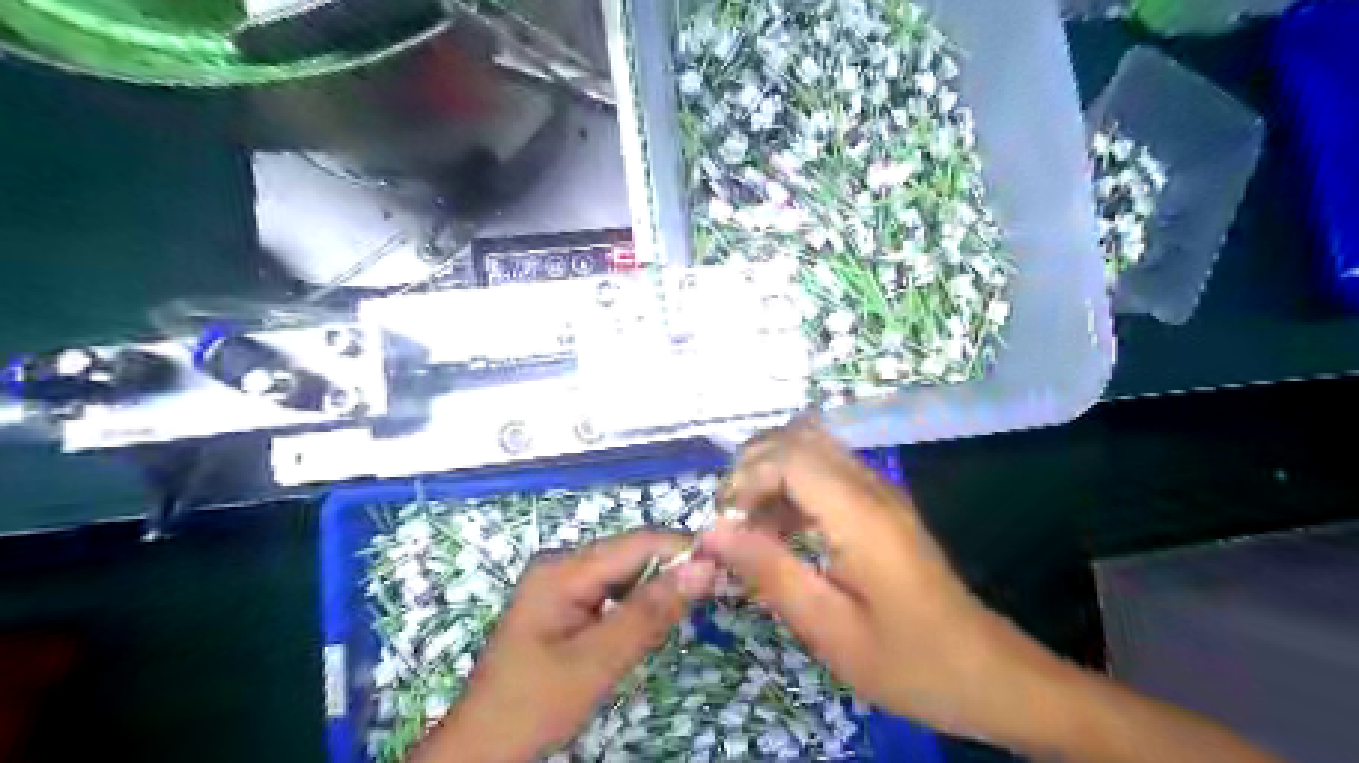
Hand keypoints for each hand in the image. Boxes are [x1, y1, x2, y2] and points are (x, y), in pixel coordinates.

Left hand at [416, 532, 715, 762]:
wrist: (482, 748)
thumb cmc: (535, 704)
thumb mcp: (598, 661)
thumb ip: (650, 612)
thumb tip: (703, 568)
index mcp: (563, 570)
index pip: (637, 543)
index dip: (682, 551)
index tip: (723, 569)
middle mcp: (561, 565)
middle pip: (630, 555)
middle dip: (670, 572)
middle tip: (709, 596)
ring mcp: (560, 584)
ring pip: (623, 575)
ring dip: (654, 591)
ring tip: (683, 613)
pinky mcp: (563, 605)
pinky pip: (610, 593)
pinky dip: (635, 606)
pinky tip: (647, 625)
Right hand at [700, 421, 1072, 741]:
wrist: (987, 673)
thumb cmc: (908, 661)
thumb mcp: (828, 628)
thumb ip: (769, 571)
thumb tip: (712, 532)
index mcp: (859, 515)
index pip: (788, 456)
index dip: (745, 478)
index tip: (725, 524)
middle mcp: (871, 487)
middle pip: (797, 437)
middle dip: (752, 466)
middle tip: (733, 518)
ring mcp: (880, 491)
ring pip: (812, 447)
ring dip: (771, 473)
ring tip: (752, 525)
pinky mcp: (881, 503)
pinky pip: (827, 470)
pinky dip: (793, 485)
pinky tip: (783, 530)